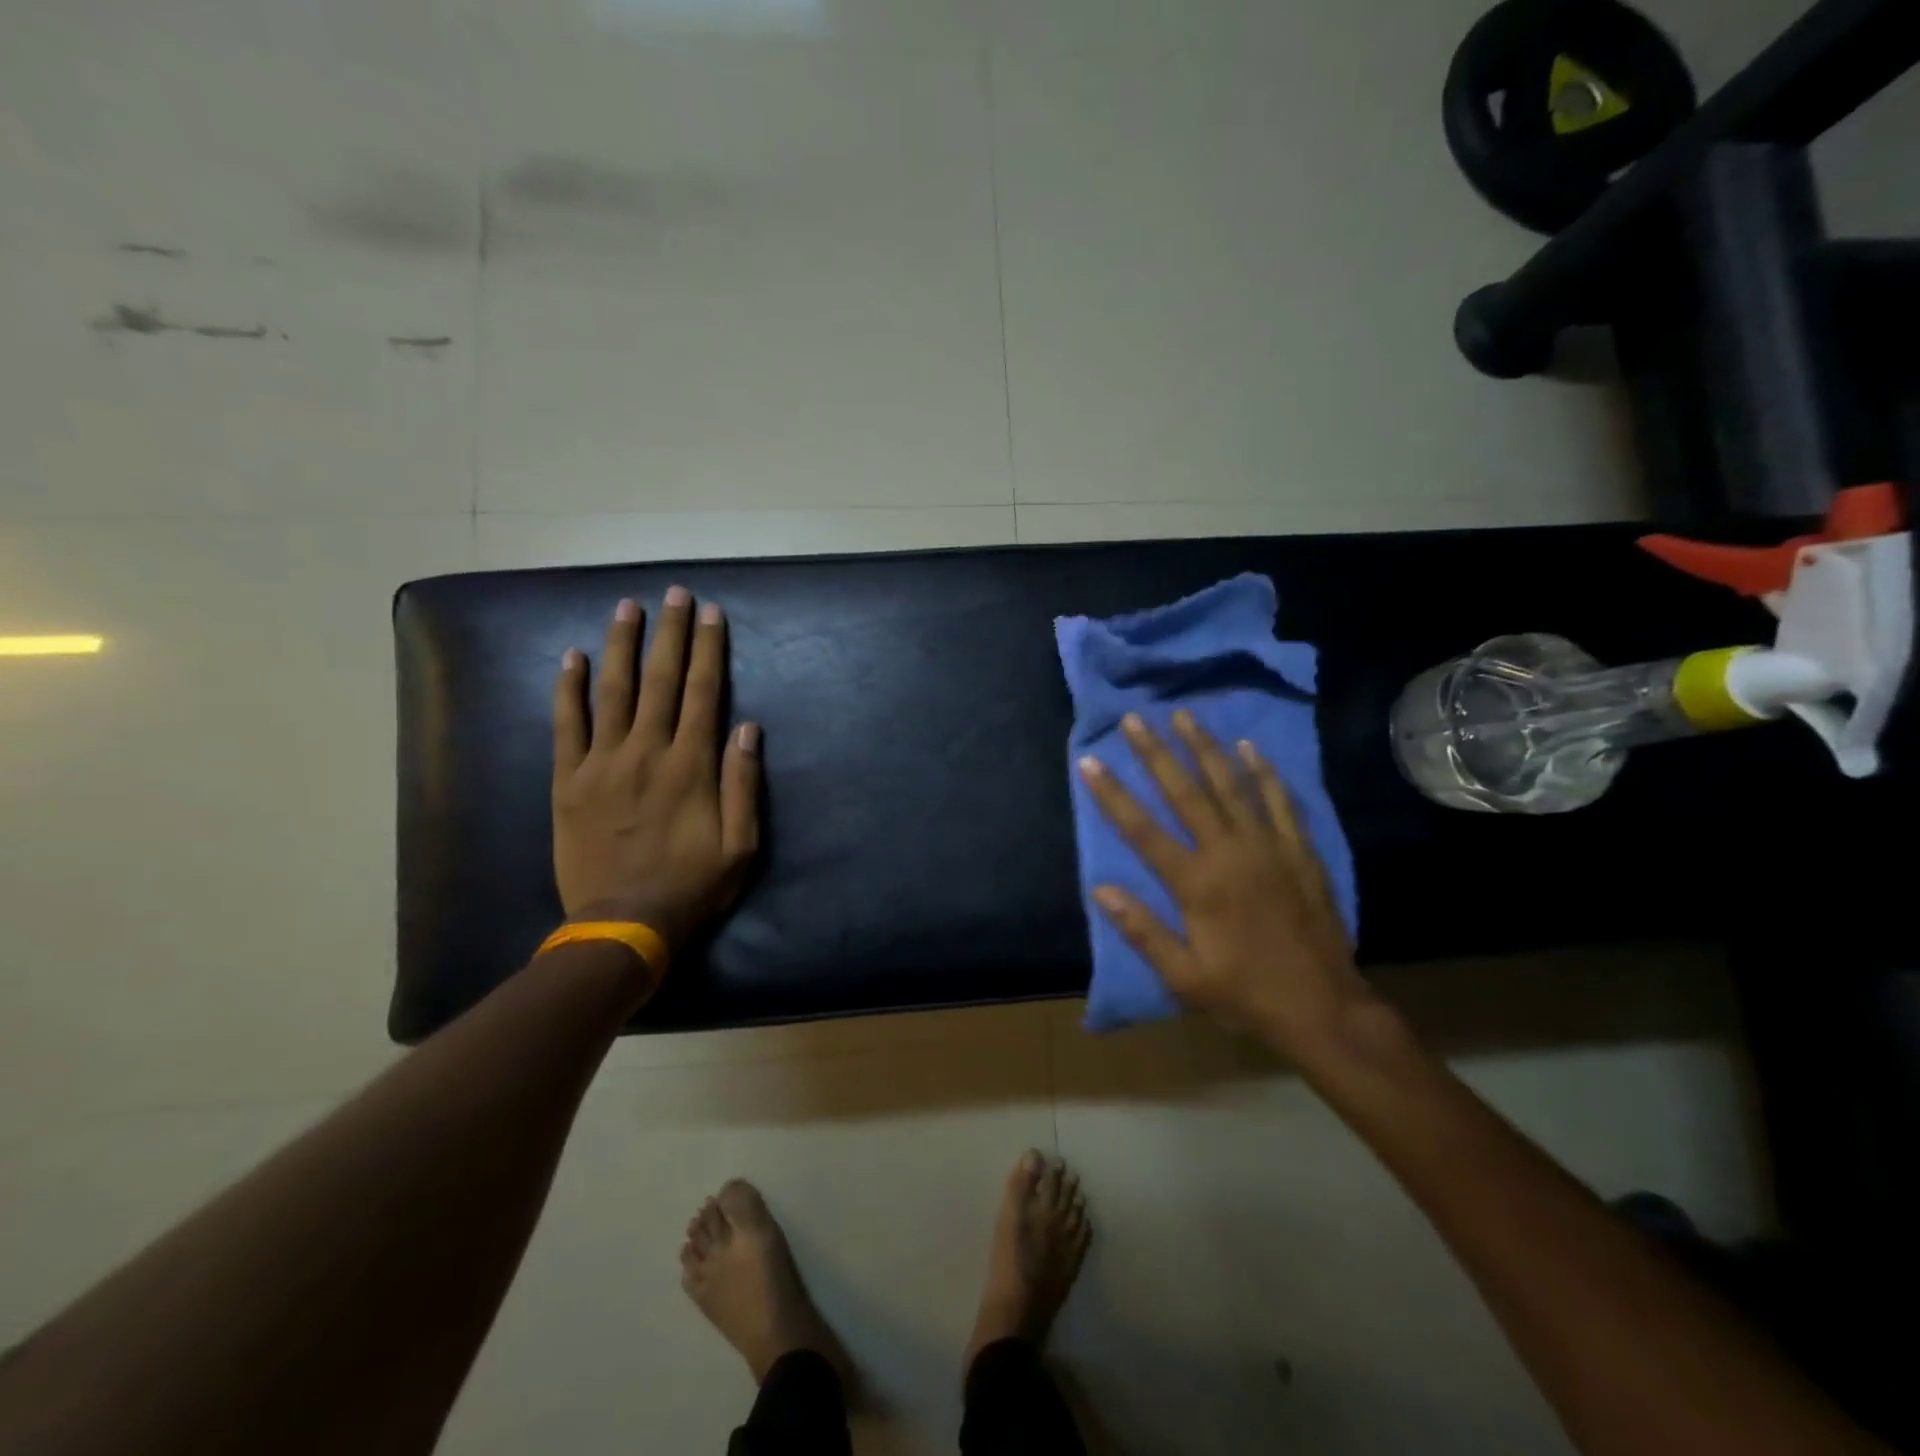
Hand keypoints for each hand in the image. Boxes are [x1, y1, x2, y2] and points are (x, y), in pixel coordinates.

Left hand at [551, 590, 761, 951]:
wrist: (623, 924)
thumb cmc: (692, 886)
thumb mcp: (741, 844)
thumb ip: (743, 783)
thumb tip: (748, 727)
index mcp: (691, 766)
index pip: (703, 692)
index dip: (707, 649)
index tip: (710, 613)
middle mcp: (647, 752)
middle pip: (661, 680)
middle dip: (668, 632)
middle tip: (673, 593)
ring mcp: (601, 764)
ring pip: (612, 691)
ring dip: (620, 645)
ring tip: (627, 607)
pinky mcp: (567, 781)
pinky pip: (566, 725)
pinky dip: (567, 689)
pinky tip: (570, 657)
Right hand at [1077, 710, 1372, 1052]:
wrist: (1323, 1007)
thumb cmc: (1245, 994)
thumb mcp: (1184, 977)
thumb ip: (1142, 930)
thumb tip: (1100, 889)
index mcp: (1197, 883)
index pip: (1142, 830)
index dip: (1112, 794)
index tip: (1090, 761)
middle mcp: (1229, 853)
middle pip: (1185, 792)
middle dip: (1156, 753)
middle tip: (1134, 719)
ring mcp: (1268, 846)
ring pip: (1231, 785)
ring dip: (1205, 748)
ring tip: (1184, 716)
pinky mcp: (1298, 850)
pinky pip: (1278, 801)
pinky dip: (1263, 772)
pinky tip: (1249, 747)